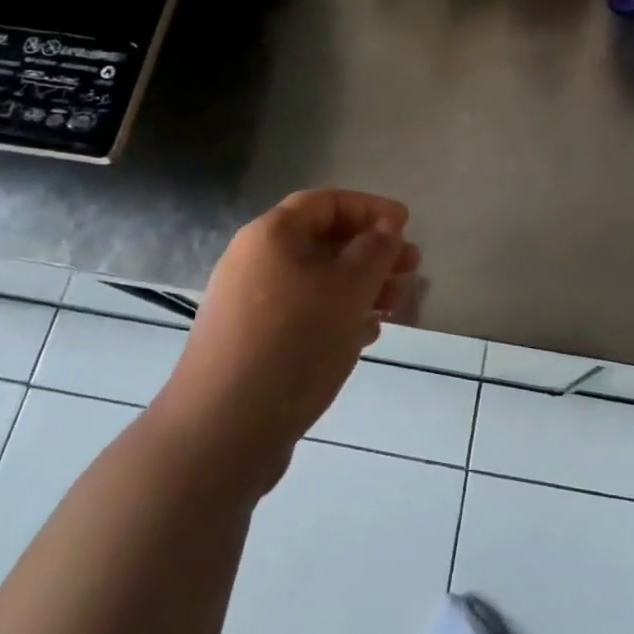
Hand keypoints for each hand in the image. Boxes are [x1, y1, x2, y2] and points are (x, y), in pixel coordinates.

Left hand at [155, 190, 420, 491]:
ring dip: (360, 287)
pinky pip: (303, 313)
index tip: (406, 225)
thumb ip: (375, 249)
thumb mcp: (348, 288)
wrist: (222, 432)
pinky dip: (337, 315)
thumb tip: (385, 227)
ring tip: (395, 307)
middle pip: (323, 241)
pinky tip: (365, 335)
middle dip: (372, 252)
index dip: (370, 208)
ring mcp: (250, 304)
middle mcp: (255, 261)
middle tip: (411, 269)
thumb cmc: (294, 343)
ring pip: (316, 281)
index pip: (327, 202)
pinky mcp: (251, 342)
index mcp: (272, 234)